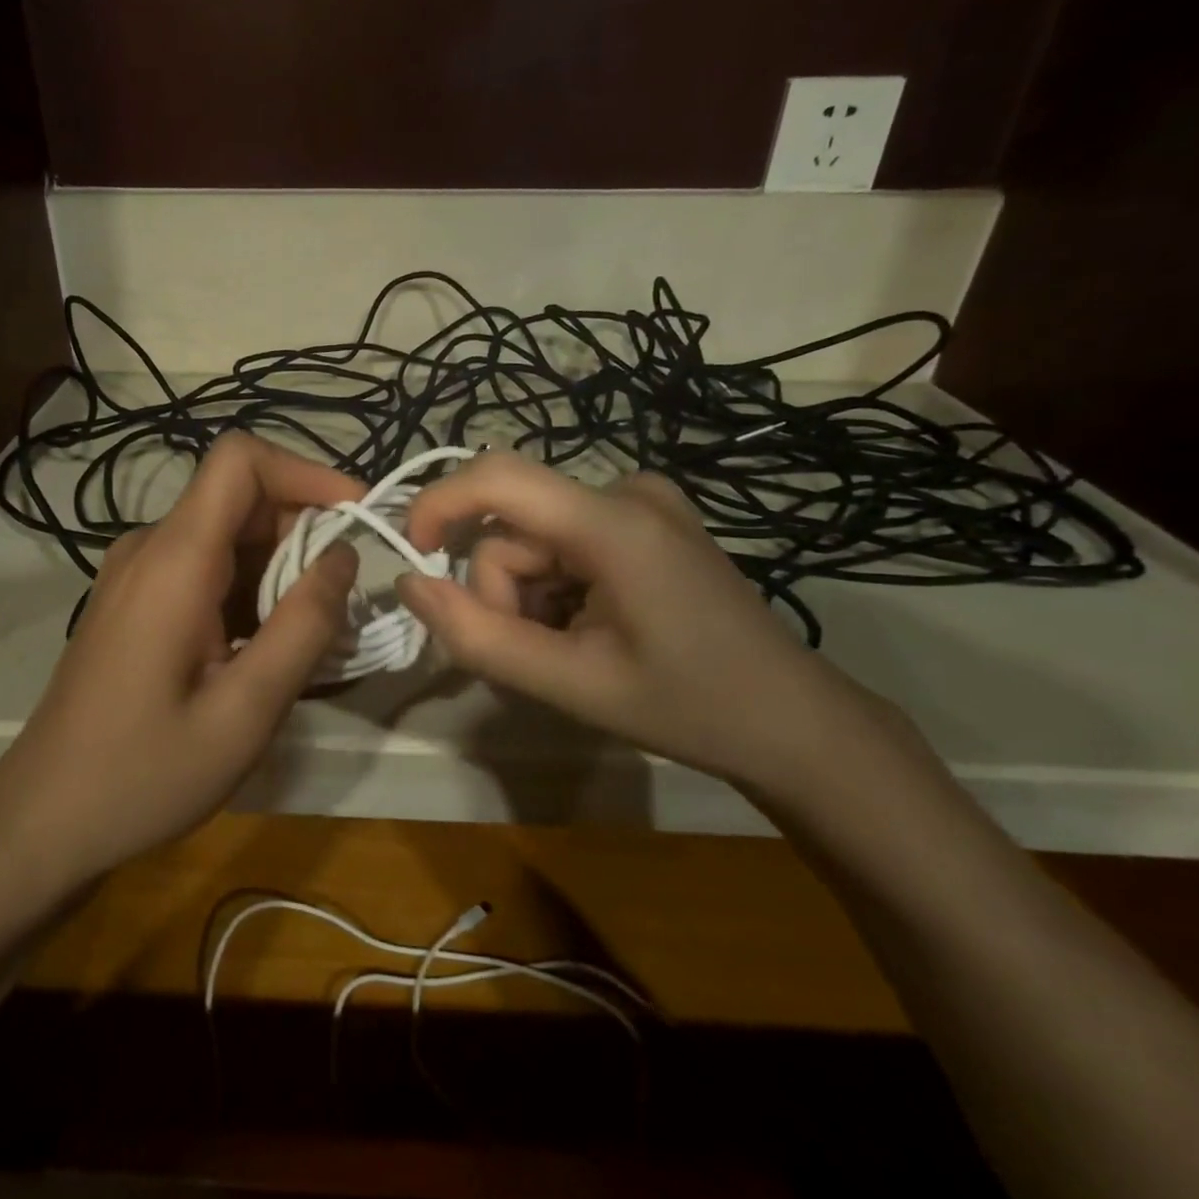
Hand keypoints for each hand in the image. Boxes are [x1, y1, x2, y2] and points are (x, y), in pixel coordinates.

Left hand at [0, 432, 362, 888]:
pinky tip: (263, 650)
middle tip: (341, 604)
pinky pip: (202, 569)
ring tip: (310, 637)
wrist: (43, 819)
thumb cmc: (145, 772)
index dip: (305, 471)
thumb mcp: (246, 711)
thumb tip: (342, 555)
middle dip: (302, 534)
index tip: (355, 515)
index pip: (240, 459)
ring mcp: (134, 575)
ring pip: (225, 537)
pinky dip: (247, 591)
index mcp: (174, 560)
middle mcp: (149, 549)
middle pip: (239, 499)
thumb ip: (304, 626)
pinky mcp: (132, 602)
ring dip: (278, 570)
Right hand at [395, 452, 917, 793]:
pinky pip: (563, 542)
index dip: (438, 505)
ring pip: (533, 540)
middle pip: (514, 528)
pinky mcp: (645, 522)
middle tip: (539, 657)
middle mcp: (626, 492)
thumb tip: (407, 583)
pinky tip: (590, 628)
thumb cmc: (687, 706)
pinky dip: (554, 587)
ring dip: (528, 596)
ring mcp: (641, 504)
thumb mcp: (569, 683)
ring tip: (570, 650)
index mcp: (615, 523)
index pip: (498, 477)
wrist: (791, 722)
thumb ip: (478, 635)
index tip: (415, 559)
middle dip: (504, 592)